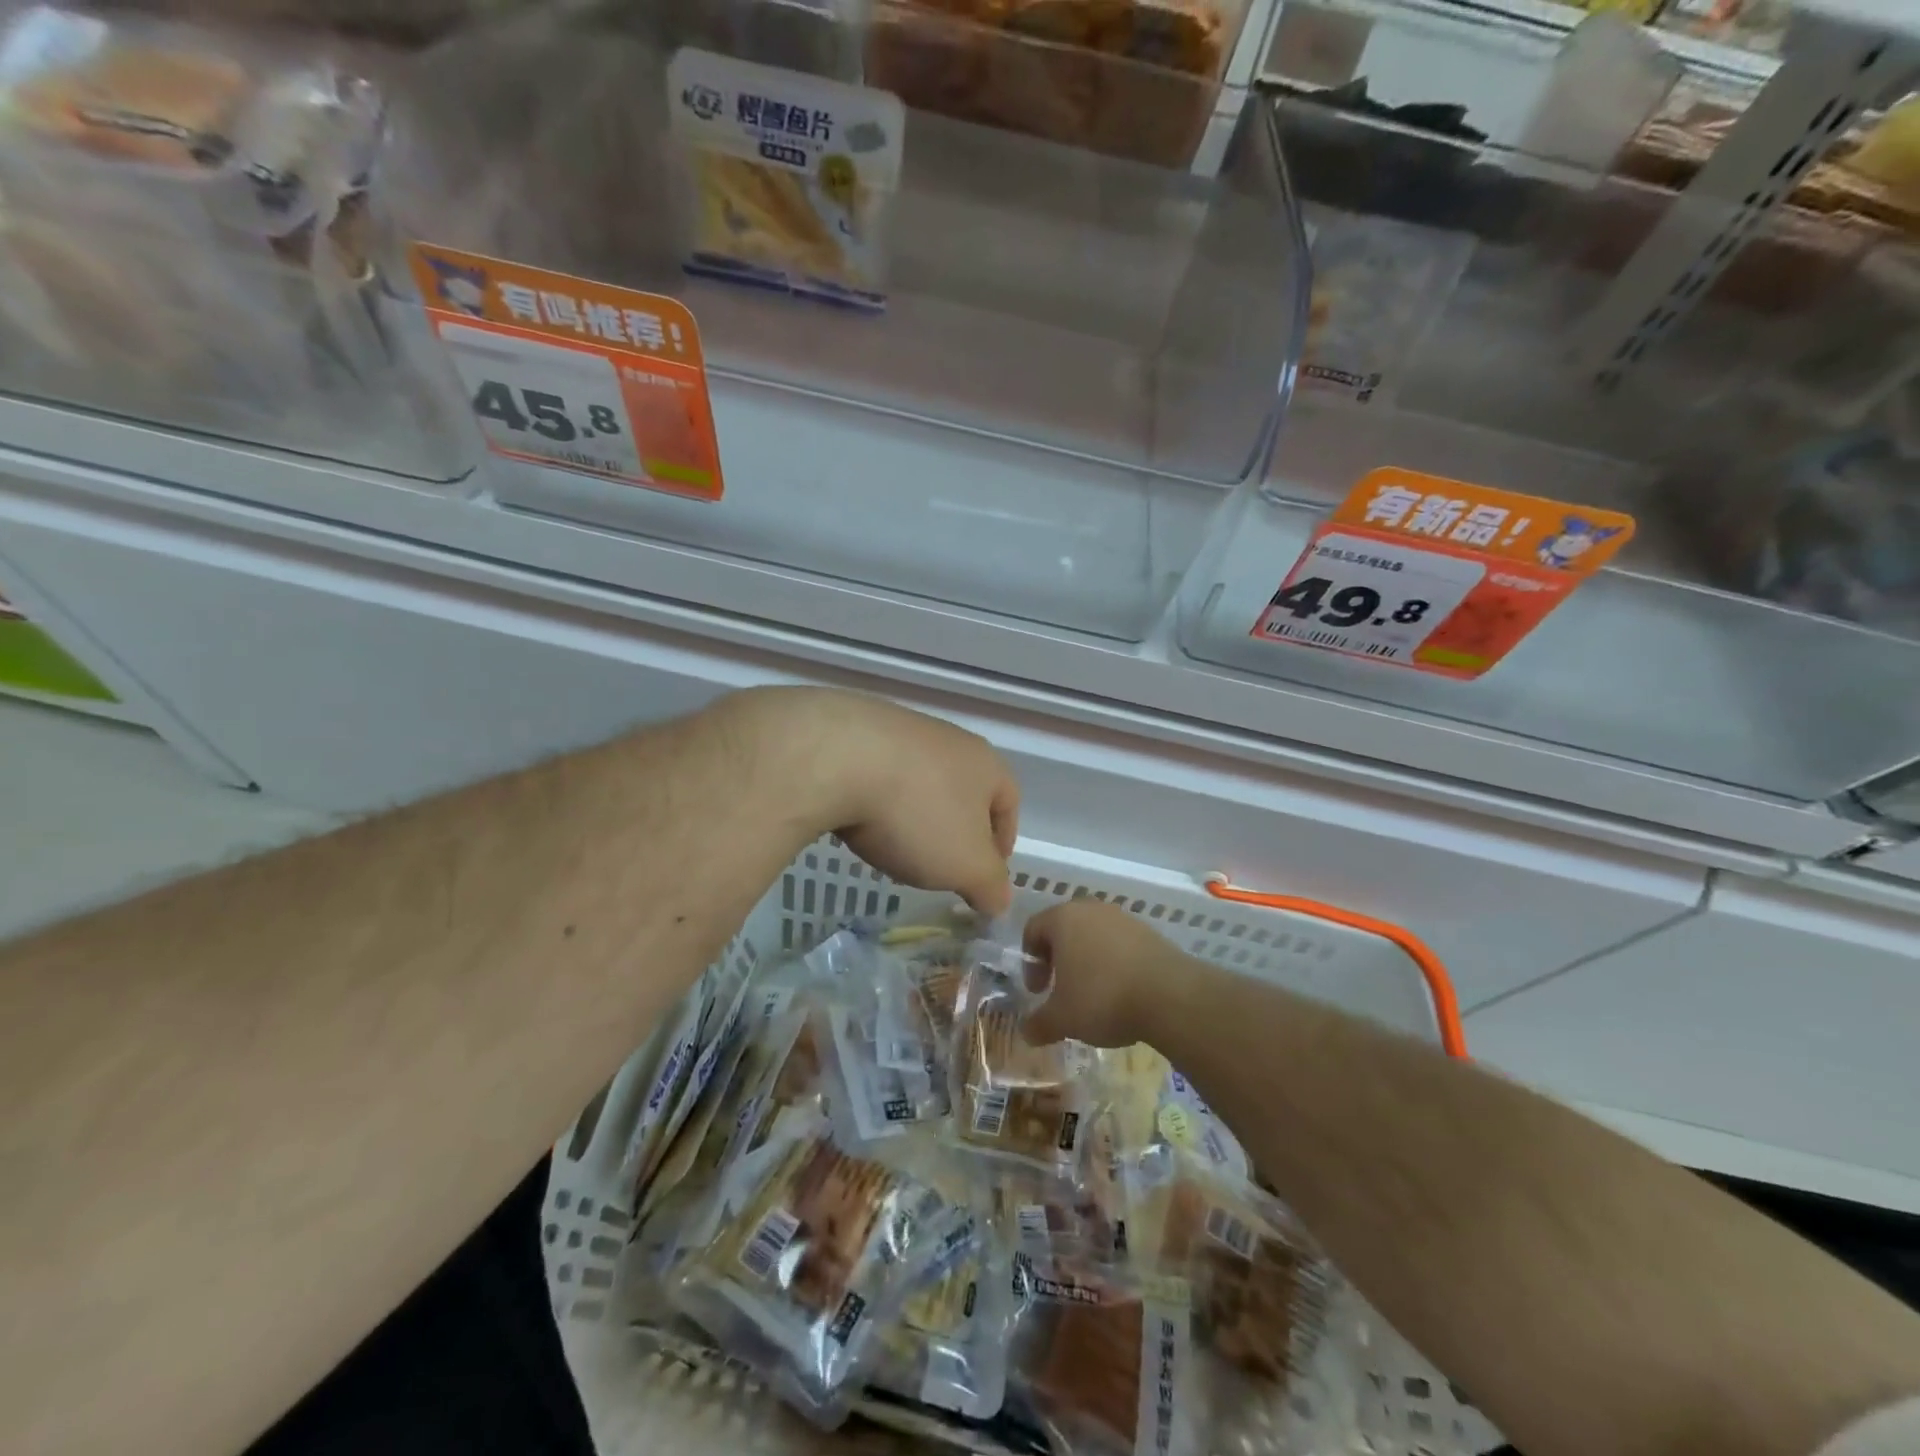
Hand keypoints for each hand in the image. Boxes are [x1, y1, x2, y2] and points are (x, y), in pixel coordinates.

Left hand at [731, 687, 1020, 915]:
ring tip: (893, 845)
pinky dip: (875, 799)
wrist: (834, 758)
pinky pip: (878, 771)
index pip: (1009, 803)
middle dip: (955, 829)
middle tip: (939, 866)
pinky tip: (857, 819)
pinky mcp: (856, 730)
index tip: (983, 876)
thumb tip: (1000, 901)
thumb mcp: (965, 866)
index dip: (1002, 843)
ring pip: (920, 780)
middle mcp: (950, 739)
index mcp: (986, 764)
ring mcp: (902, 728)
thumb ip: (990, 886)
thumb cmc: (916, 814)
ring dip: (914, 813)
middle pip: (963, 790)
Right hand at [1020, 900, 1184, 1047]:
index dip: (1031, 963)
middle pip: (1064, 929)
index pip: (1033, 929)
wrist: (1170, 995)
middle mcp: (1091, 909)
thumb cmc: (1102, 998)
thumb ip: (1039, 1024)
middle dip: (1059, 959)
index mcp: (1063, 918)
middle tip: (1062, 990)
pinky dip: (1114, 963)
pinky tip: (1123, 992)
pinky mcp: (1149, 932)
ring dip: (1088, 961)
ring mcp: (1123, 918)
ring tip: (1094, 994)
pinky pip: (1120, 944)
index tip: (1039, 991)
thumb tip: (1026, 1032)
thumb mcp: (1062, 1019)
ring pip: (1094, 936)